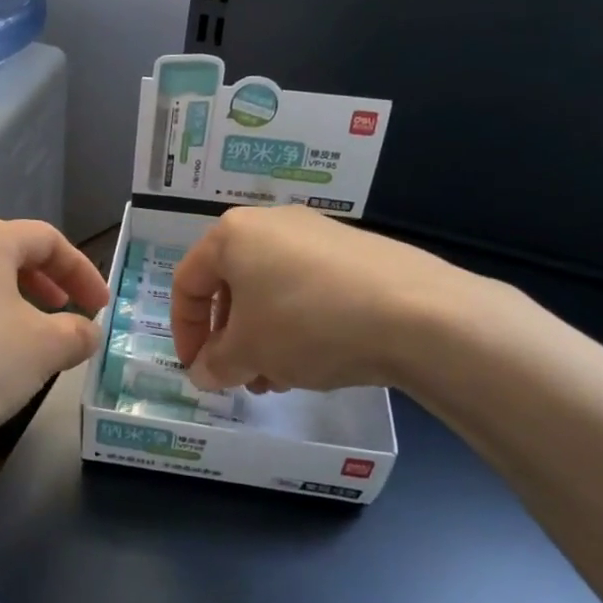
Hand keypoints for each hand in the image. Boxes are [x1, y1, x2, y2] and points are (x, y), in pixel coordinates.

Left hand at [0, 220, 109, 459]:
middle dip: (50, 283)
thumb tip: (87, 331)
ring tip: (38, 340)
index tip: (100, 307)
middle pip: (14, 254)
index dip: (82, 270)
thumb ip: (76, 334)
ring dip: (21, 305)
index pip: (48, 239)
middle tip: (70, 312)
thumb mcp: (42, 349)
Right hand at [170, 204, 486, 392]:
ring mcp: (318, 234)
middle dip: (230, 339)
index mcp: (233, 235)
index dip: (184, 332)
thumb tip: (203, 373)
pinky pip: (308, 290)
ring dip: (264, 338)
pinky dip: (299, 325)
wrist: (418, 313)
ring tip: (280, 378)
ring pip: (271, 291)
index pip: (187, 284)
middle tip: (241, 377)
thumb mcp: (248, 353)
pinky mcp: (356, 252)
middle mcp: (272, 224)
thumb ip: (214, 364)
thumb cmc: (307, 323)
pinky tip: (317, 360)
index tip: (196, 369)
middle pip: (231, 287)